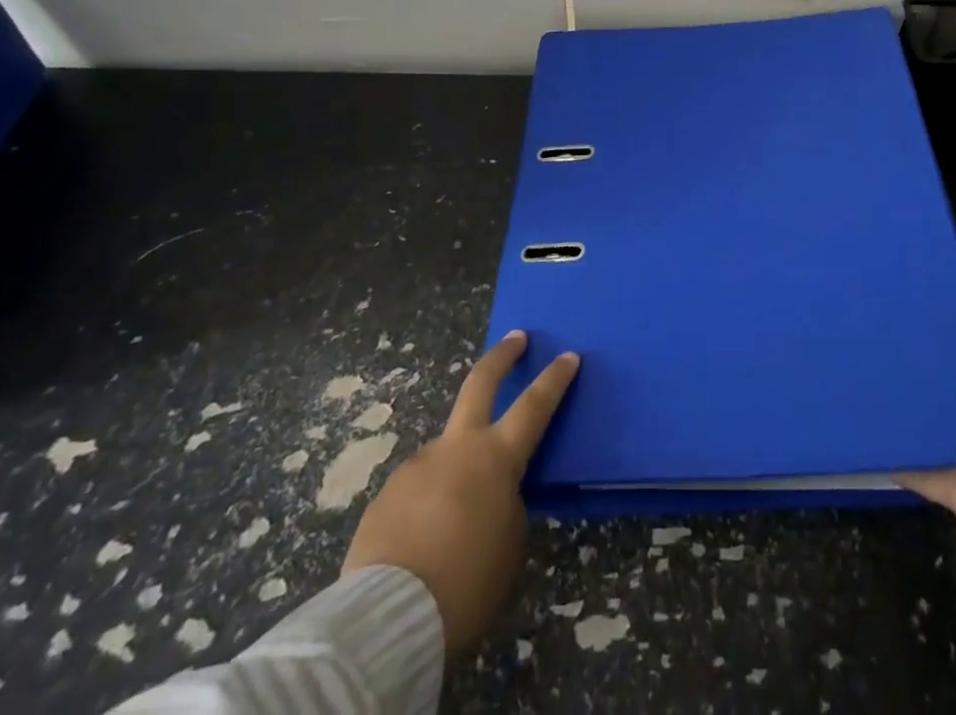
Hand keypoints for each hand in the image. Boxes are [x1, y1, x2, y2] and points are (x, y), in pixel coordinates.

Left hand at [342, 330, 578, 650]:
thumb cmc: (466, 581)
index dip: (555, 379)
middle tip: (515, 338)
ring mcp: (418, 464)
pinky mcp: (387, 492)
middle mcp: (457, 447)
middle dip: (501, 356)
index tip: (569, 355)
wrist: (387, 616)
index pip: (535, 405)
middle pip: (480, 383)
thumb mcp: (509, 545)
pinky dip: (428, 504)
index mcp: (496, 458)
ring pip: (446, 453)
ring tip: (454, 523)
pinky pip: (418, 489)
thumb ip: (507, 506)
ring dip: (456, 471)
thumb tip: (491, 494)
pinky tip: (424, 540)